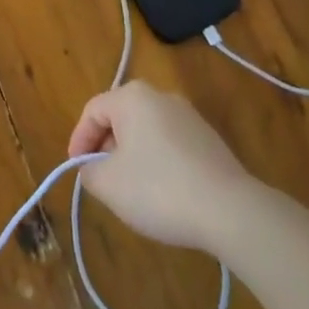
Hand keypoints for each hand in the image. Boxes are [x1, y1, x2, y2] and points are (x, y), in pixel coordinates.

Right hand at [67, 80, 252, 253]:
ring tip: (130, 189)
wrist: (230, 211)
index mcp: (132, 97)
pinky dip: (158, 162)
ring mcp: (190, 117)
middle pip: (120, 118)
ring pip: (146, 132)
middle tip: (101, 178)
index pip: (92, 111)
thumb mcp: (107, 183)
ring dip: (131, 156)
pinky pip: (170, 145)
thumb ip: (88, 170)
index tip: (78, 169)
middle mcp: (161, 97)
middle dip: (105, 147)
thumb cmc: (158, 189)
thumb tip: (93, 167)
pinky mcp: (209, 140)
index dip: (79, 140)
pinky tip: (162, 193)